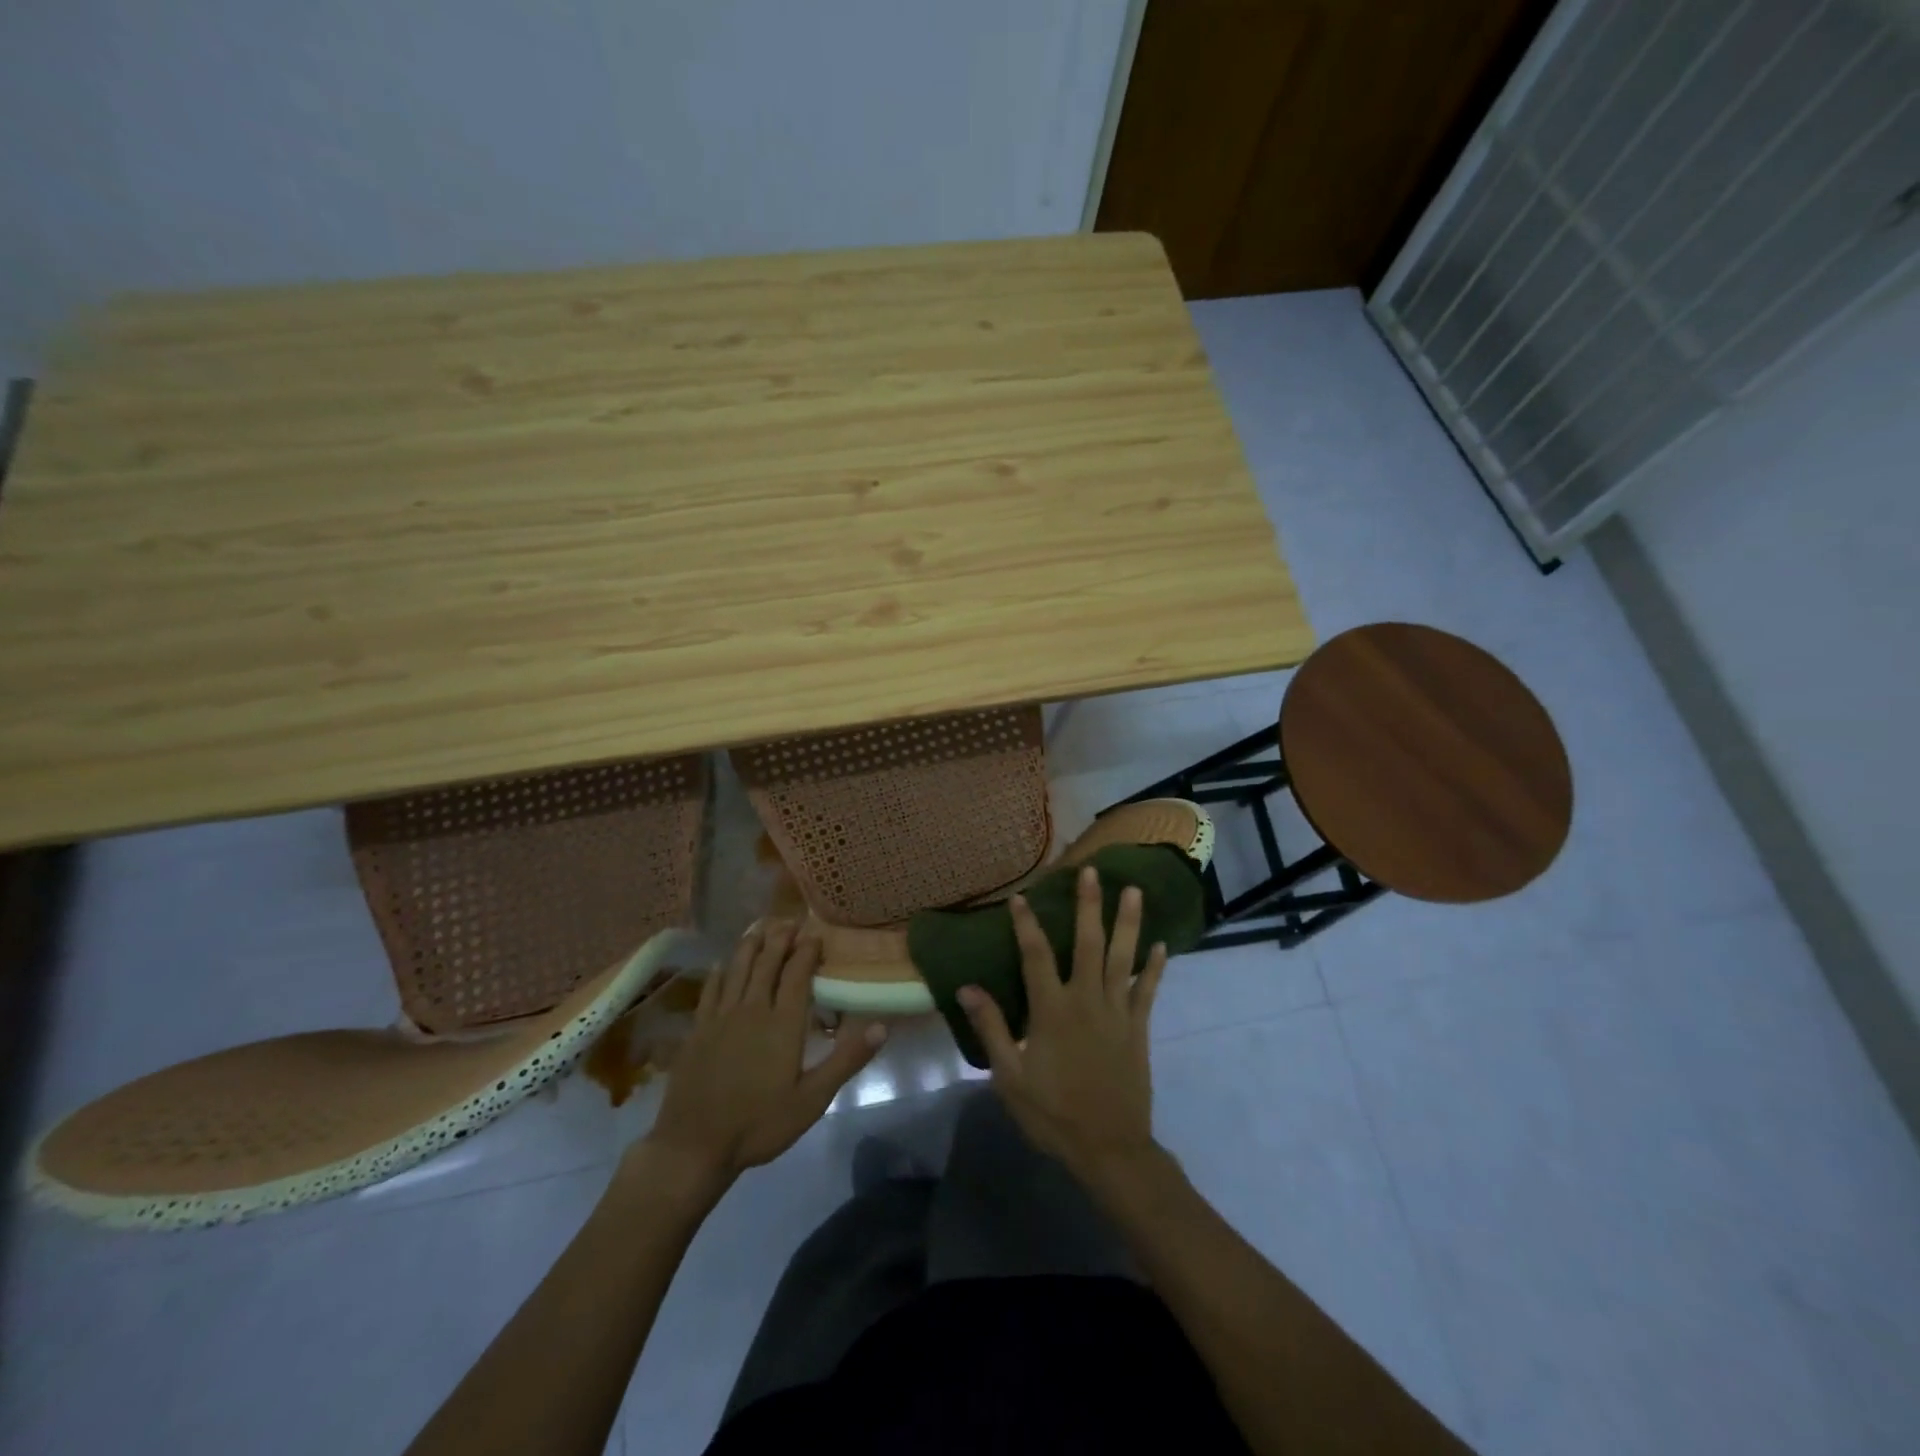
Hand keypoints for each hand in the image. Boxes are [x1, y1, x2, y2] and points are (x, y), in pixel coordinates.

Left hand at [644, 921, 885, 1191]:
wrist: (694, 1146)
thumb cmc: (759, 1124)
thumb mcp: (812, 1099)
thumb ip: (846, 1060)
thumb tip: (881, 1026)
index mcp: (783, 1023)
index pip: (797, 974)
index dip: (807, 950)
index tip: (816, 933)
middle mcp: (752, 1009)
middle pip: (766, 963)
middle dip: (780, 939)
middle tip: (790, 920)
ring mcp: (721, 1018)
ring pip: (737, 969)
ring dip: (750, 945)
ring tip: (759, 927)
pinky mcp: (698, 1031)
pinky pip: (710, 991)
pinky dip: (719, 972)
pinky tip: (722, 964)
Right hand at [957, 866, 1166, 1181]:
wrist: (1110, 1149)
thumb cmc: (1053, 1114)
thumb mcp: (1010, 1077)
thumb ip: (993, 1028)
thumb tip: (968, 987)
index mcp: (1052, 1011)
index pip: (1036, 956)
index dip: (1027, 925)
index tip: (1021, 897)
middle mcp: (1087, 1001)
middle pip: (1088, 944)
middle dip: (1088, 906)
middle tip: (1092, 871)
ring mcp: (1117, 1012)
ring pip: (1123, 958)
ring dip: (1128, 923)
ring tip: (1133, 891)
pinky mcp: (1139, 1028)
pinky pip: (1148, 991)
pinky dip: (1154, 967)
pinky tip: (1161, 945)